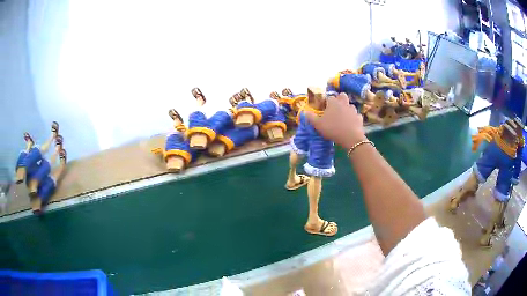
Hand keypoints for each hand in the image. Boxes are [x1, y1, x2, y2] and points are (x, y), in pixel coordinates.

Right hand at [305, 93, 366, 148]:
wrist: (350, 138)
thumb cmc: (332, 129)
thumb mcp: (318, 125)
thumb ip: (311, 117)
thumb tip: (304, 112)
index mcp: (333, 102)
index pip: (329, 97)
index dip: (326, 102)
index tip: (324, 108)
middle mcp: (344, 103)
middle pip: (342, 96)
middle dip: (339, 99)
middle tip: (335, 108)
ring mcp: (353, 110)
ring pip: (350, 105)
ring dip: (347, 108)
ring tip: (343, 116)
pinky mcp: (359, 118)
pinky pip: (356, 115)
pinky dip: (354, 118)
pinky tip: (351, 123)